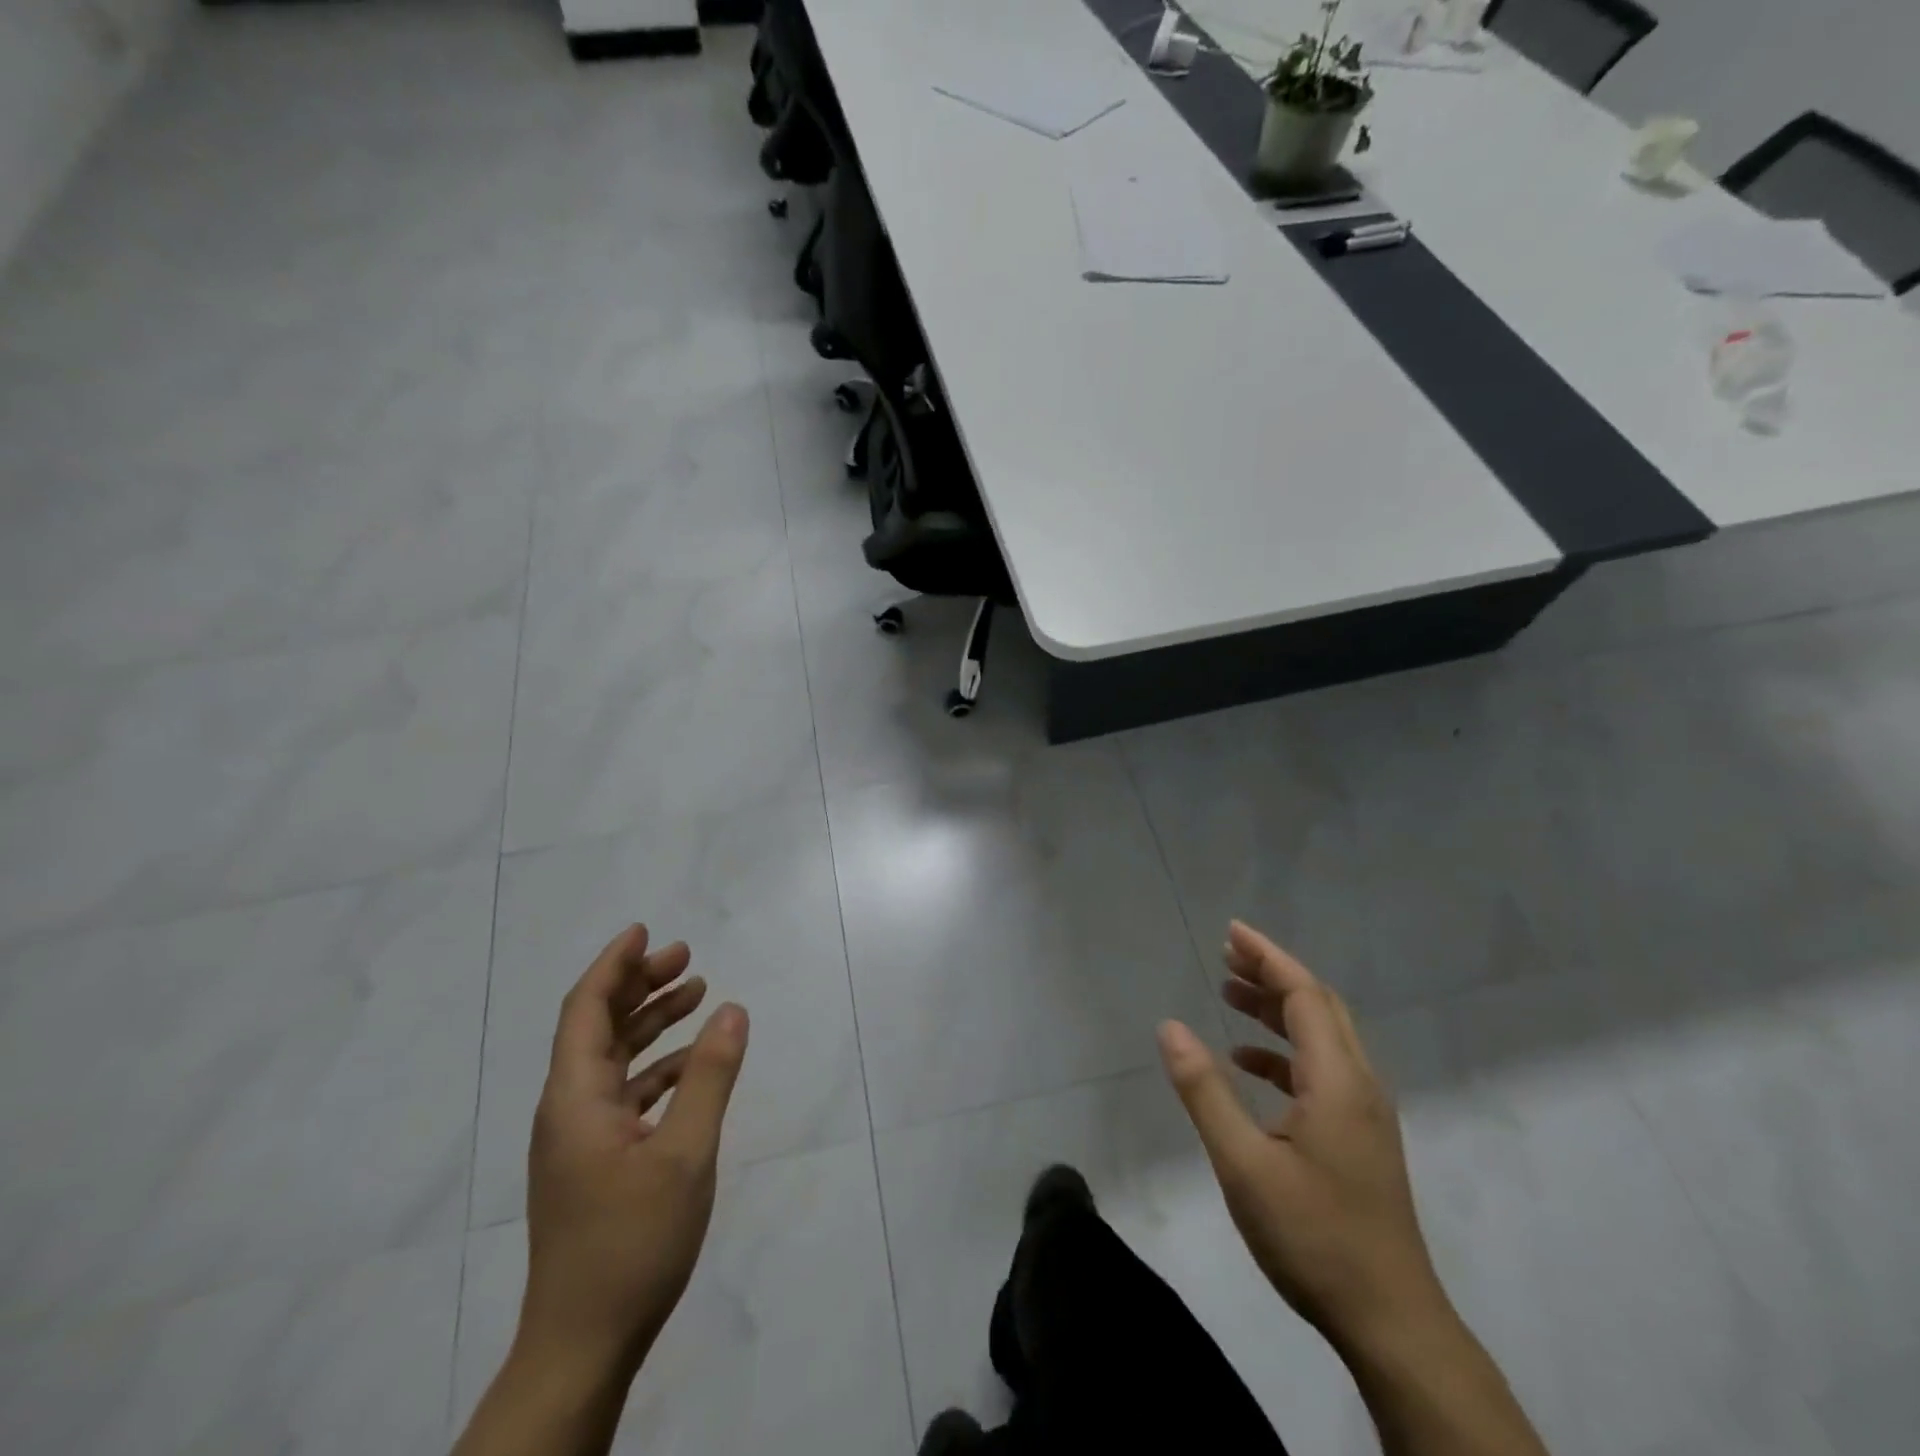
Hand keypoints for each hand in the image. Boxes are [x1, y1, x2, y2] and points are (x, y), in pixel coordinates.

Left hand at [519, 924, 749, 1377]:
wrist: (583, 1346)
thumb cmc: (632, 1242)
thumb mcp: (685, 1153)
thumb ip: (710, 1076)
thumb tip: (733, 1009)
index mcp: (575, 1099)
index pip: (586, 1009)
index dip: (613, 965)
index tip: (645, 930)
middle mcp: (568, 1110)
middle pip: (599, 1027)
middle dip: (640, 985)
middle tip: (686, 956)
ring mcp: (579, 1139)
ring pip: (613, 1059)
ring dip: (651, 1023)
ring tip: (696, 993)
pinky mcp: (595, 1163)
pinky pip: (625, 1093)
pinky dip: (657, 1067)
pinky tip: (691, 1064)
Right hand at [1157, 921, 1443, 1355]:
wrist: (1391, 1322)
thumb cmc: (1313, 1237)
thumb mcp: (1243, 1163)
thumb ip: (1205, 1090)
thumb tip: (1170, 1026)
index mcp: (1338, 1080)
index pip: (1304, 995)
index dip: (1268, 957)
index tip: (1231, 932)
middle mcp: (1359, 1084)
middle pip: (1319, 1006)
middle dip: (1273, 972)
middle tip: (1227, 953)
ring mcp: (1364, 1112)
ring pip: (1322, 1036)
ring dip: (1277, 1009)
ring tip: (1230, 993)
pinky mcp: (1360, 1136)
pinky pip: (1322, 1070)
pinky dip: (1284, 1051)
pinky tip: (1247, 1062)